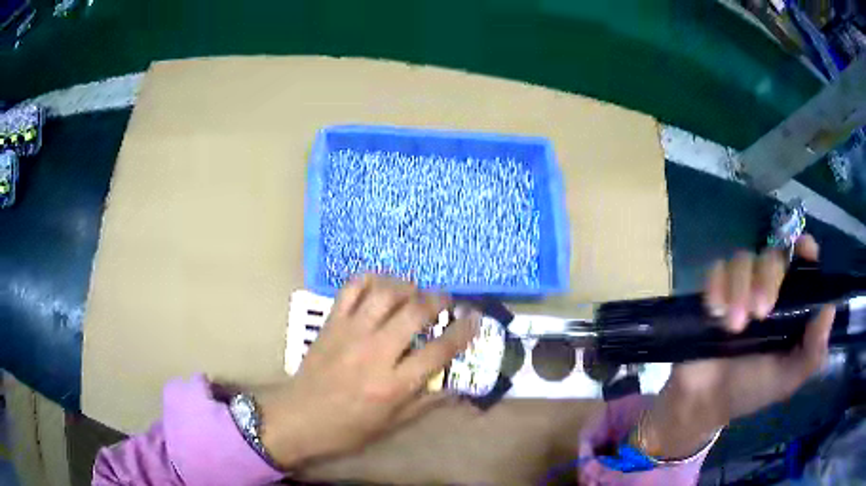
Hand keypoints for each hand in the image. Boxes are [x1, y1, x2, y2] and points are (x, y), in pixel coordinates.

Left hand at [252, 275, 476, 468]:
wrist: (298, 418)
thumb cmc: (347, 429)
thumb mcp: (391, 425)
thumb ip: (425, 403)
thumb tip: (455, 387)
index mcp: (393, 385)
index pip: (439, 350)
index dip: (463, 331)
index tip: (474, 318)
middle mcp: (375, 353)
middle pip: (415, 313)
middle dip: (438, 300)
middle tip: (445, 300)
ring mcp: (350, 333)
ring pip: (385, 294)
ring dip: (406, 286)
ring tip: (415, 290)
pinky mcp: (331, 323)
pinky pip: (351, 289)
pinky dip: (369, 279)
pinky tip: (380, 284)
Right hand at [641, 235, 834, 458]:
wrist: (704, 401)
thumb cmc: (751, 389)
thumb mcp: (788, 378)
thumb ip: (812, 351)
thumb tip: (829, 309)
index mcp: (791, 305)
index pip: (803, 263)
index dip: (805, 250)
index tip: (803, 251)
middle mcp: (768, 288)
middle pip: (772, 255)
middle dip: (766, 279)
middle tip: (759, 314)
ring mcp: (739, 288)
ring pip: (743, 259)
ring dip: (739, 289)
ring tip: (733, 327)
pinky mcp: (714, 291)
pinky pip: (716, 270)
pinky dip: (717, 286)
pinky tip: (716, 313)